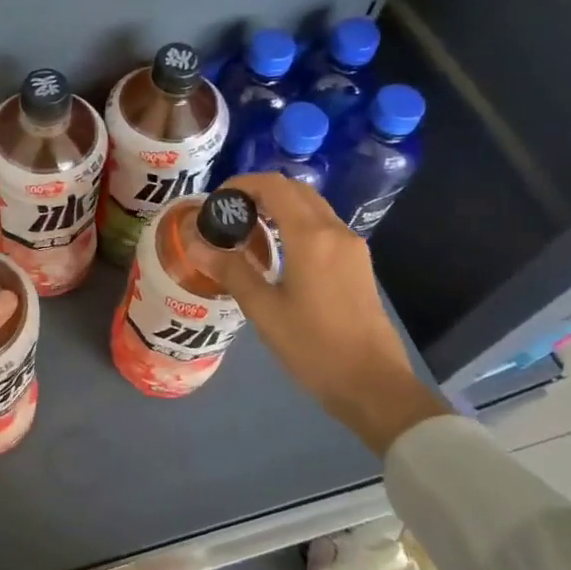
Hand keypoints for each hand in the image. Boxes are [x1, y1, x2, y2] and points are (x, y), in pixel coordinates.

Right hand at [208, 174, 448, 454]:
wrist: (374, 385)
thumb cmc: (314, 347)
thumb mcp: (264, 310)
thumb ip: (231, 270)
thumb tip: (196, 243)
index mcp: (311, 236)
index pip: (273, 186)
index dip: (241, 184)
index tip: (216, 201)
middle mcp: (335, 231)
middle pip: (295, 190)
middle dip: (259, 192)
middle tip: (228, 215)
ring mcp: (351, 246)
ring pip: (311, 206)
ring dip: (278, 206)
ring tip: (246, 231)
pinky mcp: (358, 263)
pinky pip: (323, 226)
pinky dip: (295, 223)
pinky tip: (276, 251)